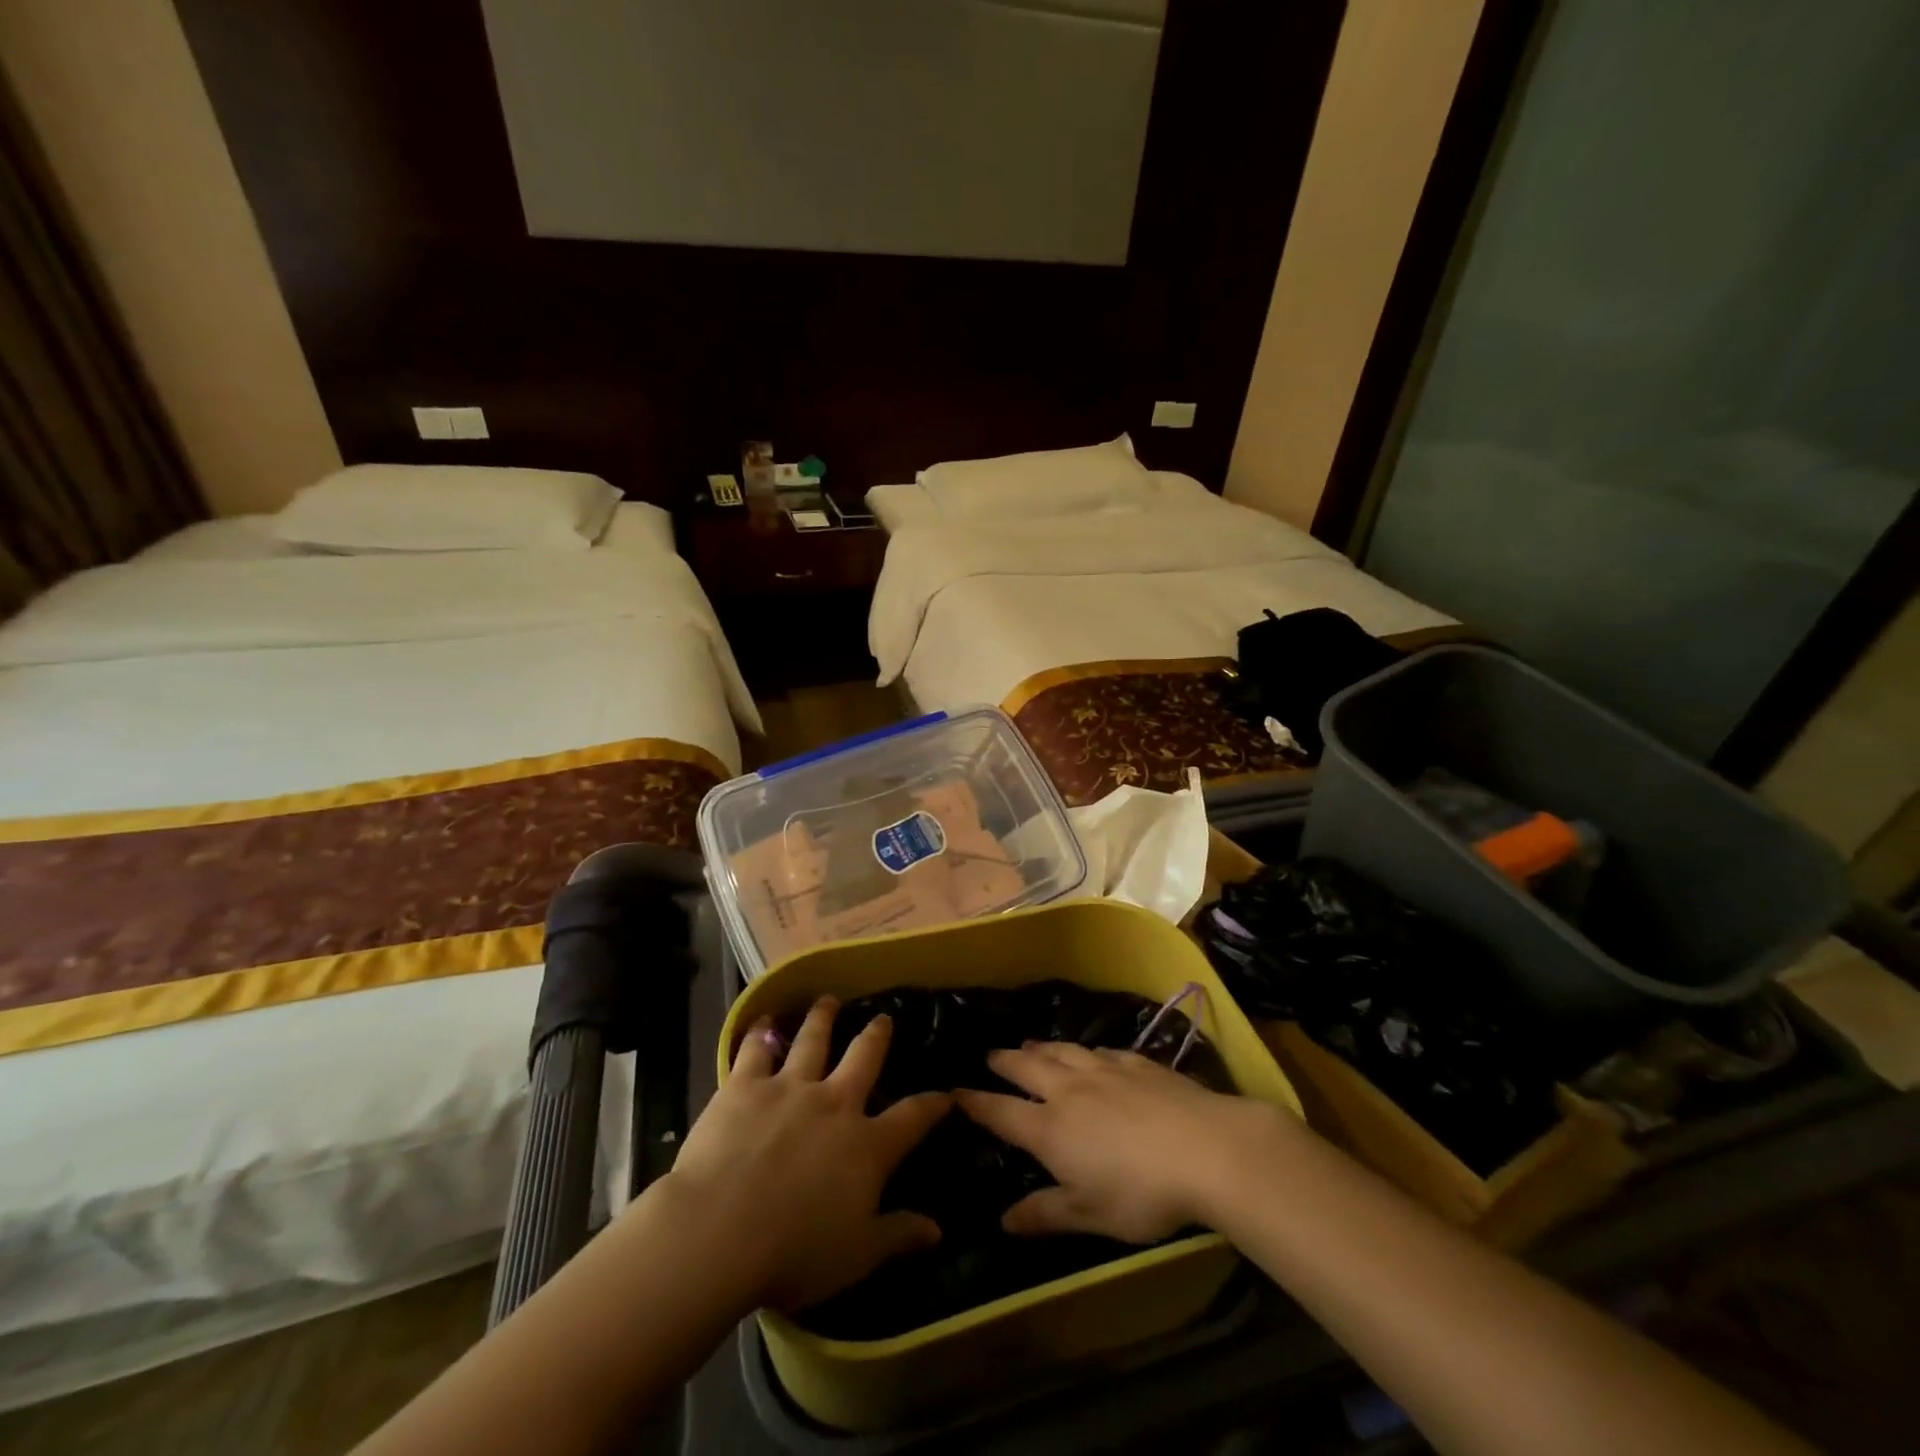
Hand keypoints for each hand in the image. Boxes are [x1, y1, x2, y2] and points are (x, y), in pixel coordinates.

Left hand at [661, 996, 949, 1311]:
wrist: (720, 1231)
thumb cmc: (793, 1253)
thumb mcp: (856, 1255)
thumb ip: (897, 1236)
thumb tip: (937, 1230)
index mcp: (866, 1145)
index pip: (911, 1118)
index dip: (932, 1105)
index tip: (945, 1094)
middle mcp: (834, 1103)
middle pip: (863, 1058)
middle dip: (876, 1036)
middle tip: (883, 1019)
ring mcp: (789, 1088)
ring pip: (812, 1041)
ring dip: (822, 1018)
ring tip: (828, 1001)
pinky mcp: (745, 1086)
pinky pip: (756, 1050)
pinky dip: (760, 1034)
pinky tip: (762, 1021)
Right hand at [956, 1042, 1290, 1243]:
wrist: (1205, 1148)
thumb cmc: (1142, 1192)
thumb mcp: (1090, 1216)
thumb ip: (1046, 1213)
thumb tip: (1003, 1220)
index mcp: (1051, 1128)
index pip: (1002, 1112)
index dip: (976, 1102)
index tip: (955, 1091)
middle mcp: (1069, 1090)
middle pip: (1027, 1068)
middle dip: (1005, 1062)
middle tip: (990, 1055)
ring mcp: (1104, 1070)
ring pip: (1062, 1052)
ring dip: (1041, 1047)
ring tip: (1028, 1043)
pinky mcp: (1137, 1063)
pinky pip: (1101, 1050)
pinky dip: (1085, 1050)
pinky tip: (1090, 1052)